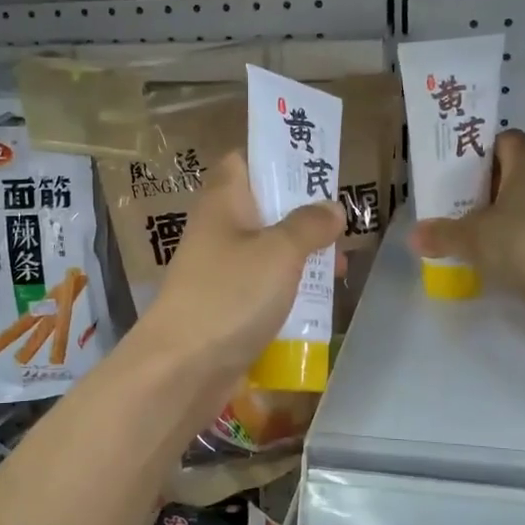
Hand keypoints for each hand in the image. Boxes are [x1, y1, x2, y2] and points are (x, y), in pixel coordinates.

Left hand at [133, 151, 344, 384]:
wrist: (182, 367)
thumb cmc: (231, 295)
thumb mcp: (280, 252)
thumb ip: (310, 225)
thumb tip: (331, 208)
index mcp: (224, 201)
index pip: (245, 159)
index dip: (278, 157)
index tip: (316, 166)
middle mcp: (219, 229)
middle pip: (265, 207)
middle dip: (304, 214)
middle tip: (342, 225)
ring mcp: (221, 270)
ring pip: (268, 250)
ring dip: (303, 255)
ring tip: (340, 268)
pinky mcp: (227, 305)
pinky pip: (264, 286)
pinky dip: (289, 289)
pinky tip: (318, 302)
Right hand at [410, 129, 524, 306]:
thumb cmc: (519, 240)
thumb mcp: (471, 237)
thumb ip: (442, 234)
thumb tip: (415, 236)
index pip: (506, 140)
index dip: (482, 151)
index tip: (460, 171)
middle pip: (517, 171)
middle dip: (490, 186)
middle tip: (461, 204)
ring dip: (508, 214)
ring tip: (479, 234)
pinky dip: (523, 238)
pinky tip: (503, 257)